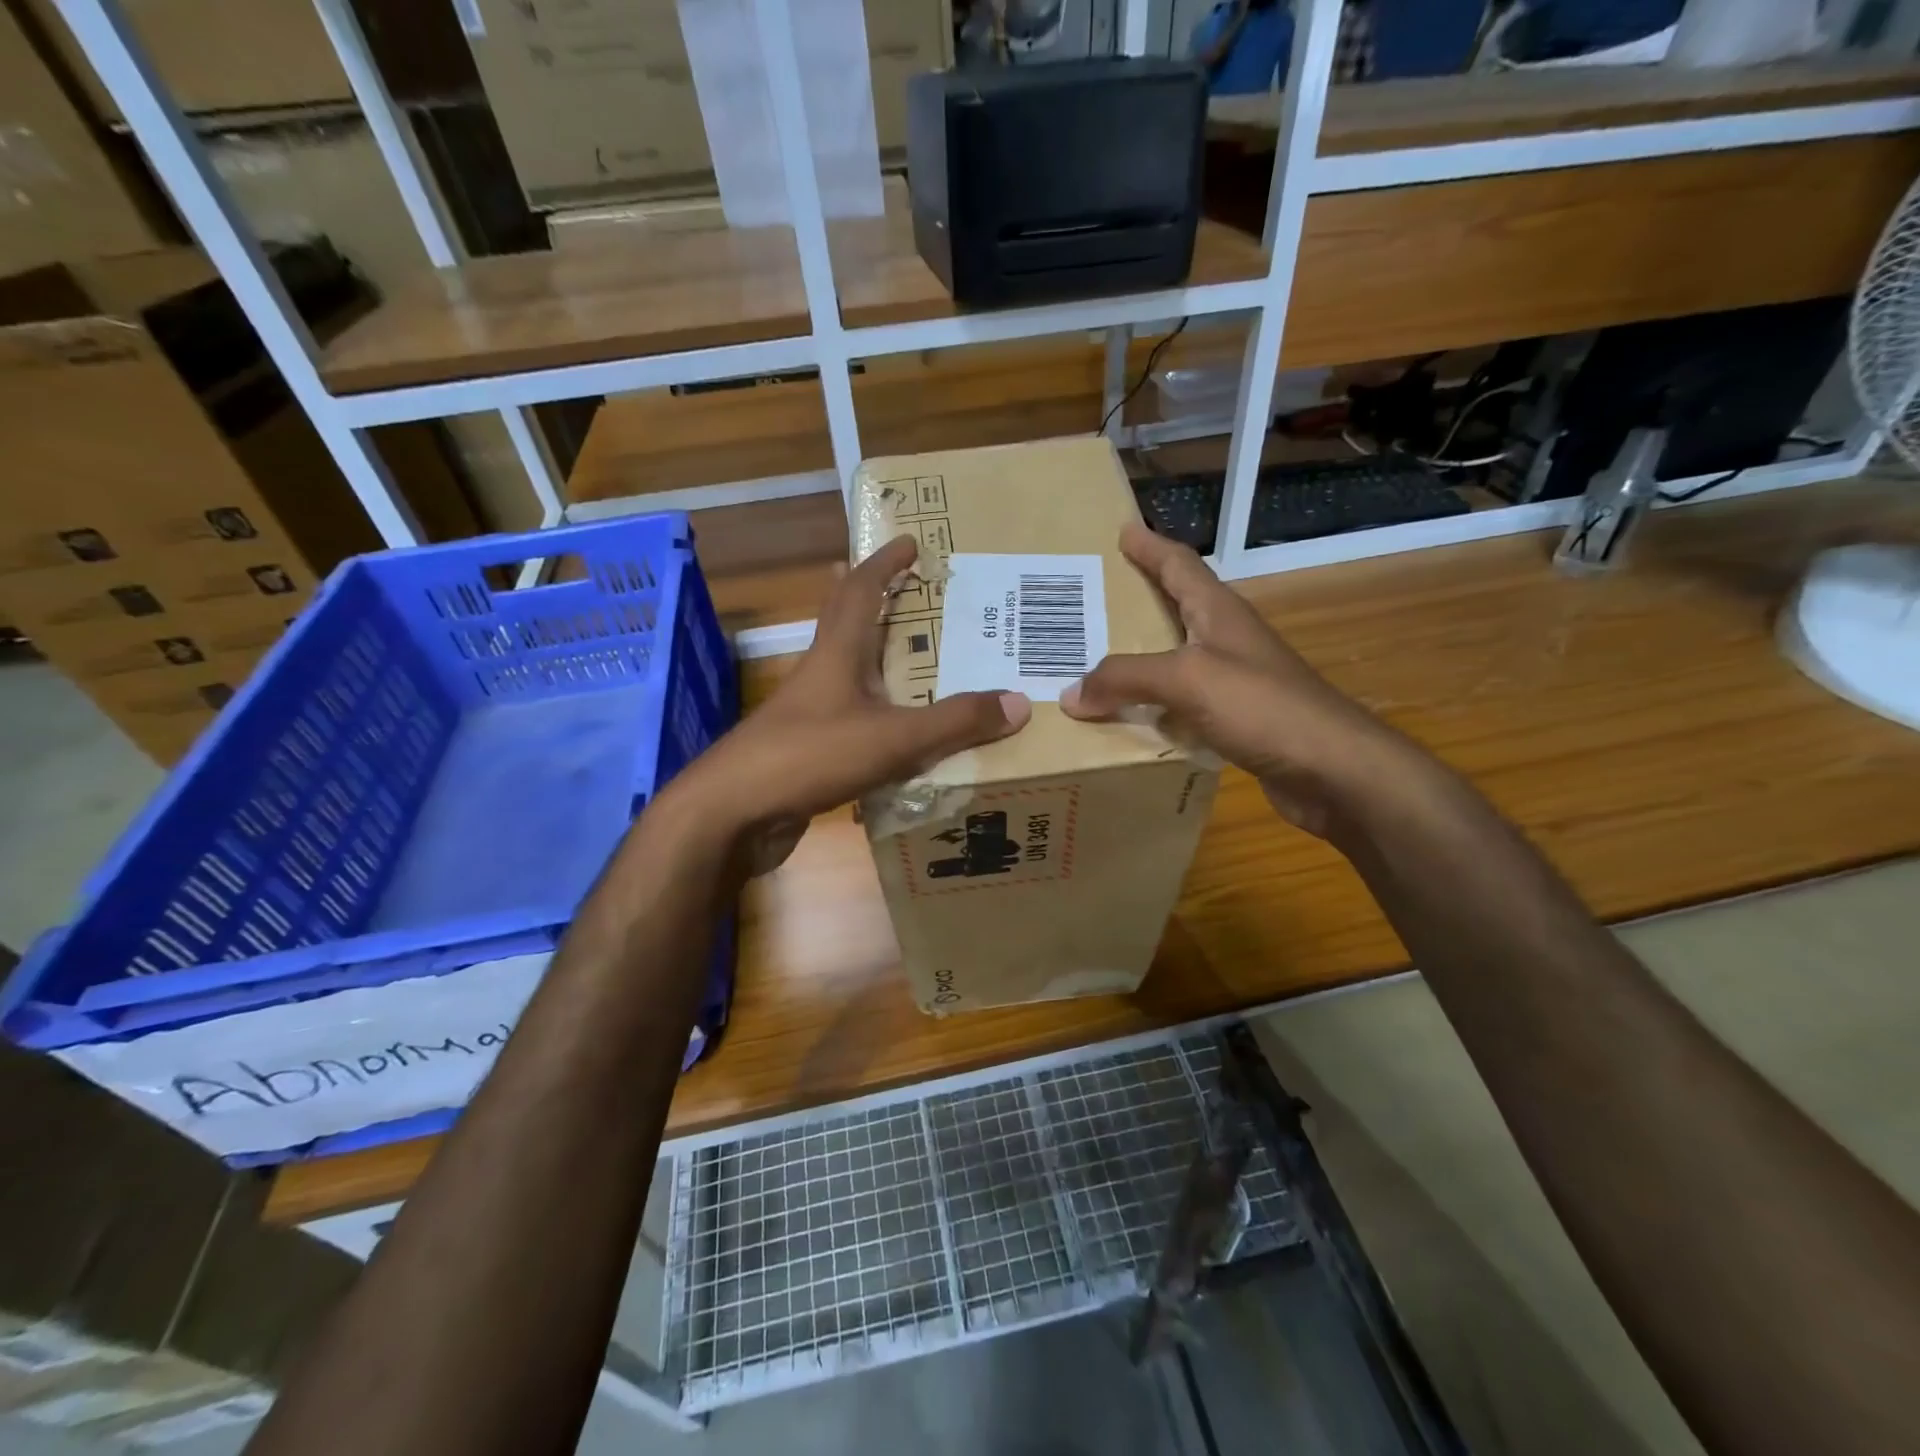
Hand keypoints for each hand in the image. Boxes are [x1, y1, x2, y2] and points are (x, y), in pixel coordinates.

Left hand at [660, 534, 1031, 871]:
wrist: (732, 813)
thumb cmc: (809, 757)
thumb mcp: (893, 738)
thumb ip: (955, 722)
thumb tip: (1019, 702)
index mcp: (837, 654)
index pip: (859, 590)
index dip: (884, 563)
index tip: (910, 541)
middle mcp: (820, 676)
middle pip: (844, 623)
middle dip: (873, 599)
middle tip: (909, 590)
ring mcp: (808, 715)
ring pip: (848, 674)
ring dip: (877, 659)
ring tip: (917, 662)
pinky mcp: (807, 751)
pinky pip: (851, 720)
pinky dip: (877, 714)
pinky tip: (900, 733)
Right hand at [1061, 523, 1419, 838]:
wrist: (1332, 770)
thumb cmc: (1263, 707)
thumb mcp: (1186, 679)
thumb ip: (1125, 679)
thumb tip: (1070, 694)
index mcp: (1218, 613)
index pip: (1179, 565)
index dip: (1150, 546)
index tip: (1123, 529)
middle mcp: (1226, 640)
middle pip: (1175, 608)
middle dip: (1136, 599)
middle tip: (1091, 599)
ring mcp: (1234, 681)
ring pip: (1173, 660)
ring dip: (1138, 658)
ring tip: (1094, 662)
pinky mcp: (1235, 720)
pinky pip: (1179, 703)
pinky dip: (1151, 705)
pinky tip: (1127, 718)